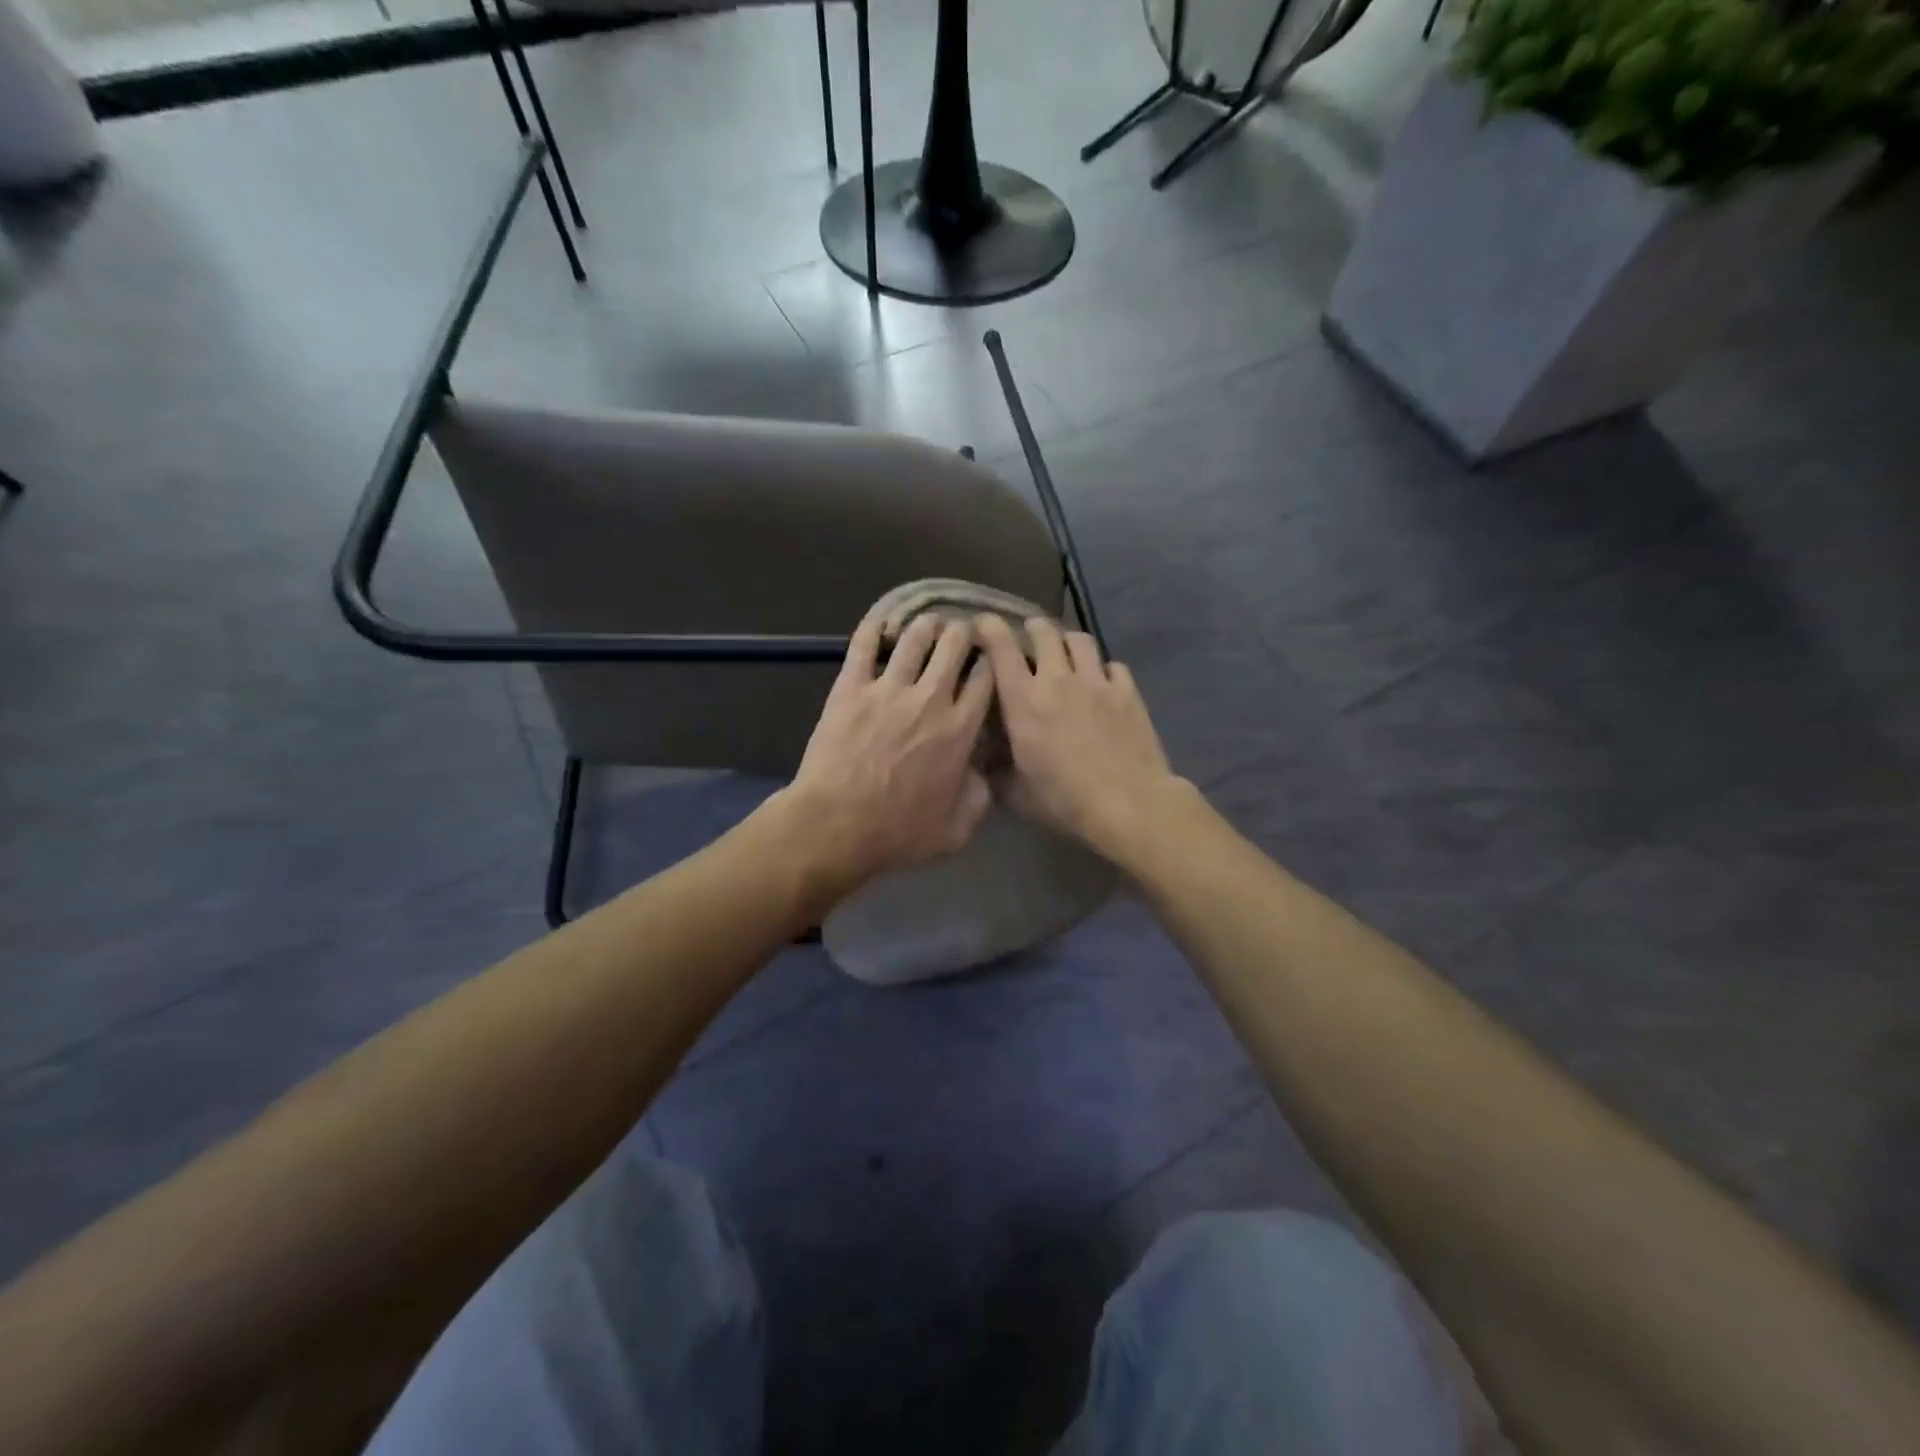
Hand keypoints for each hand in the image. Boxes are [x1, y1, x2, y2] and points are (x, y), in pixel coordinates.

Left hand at [782, 613, 994, 893]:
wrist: (836, 826)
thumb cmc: (898, 833)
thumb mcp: (956, 831)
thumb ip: (979, 797)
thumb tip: (983, 773)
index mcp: (960, 729)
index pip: (986, 677)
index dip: (991, 662)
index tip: (989, 660)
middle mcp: (930, 699)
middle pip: (955, 645)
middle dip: (962, 634)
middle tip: (960, 636)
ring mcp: (888, 689)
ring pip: (915, 637)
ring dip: (926, 626)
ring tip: (927, 625)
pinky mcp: (851, 688)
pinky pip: (864, 645)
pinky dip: (875, 628)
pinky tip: (882, 623)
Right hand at [975, 615, 1184, 861]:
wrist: (1128, 804)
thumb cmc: (1065, 801)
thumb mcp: (1017, 794)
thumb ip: (997, 772)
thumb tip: (984, 763)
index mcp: (1024, 701)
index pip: (1001, 648)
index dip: (989, 627)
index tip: (982, 623)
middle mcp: (1058, 680)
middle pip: (1044, 632)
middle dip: (1033, 629)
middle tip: (1029, 638)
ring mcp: (1096, 682)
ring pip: (1080, 640)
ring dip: (1068, 642)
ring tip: (1066, 653)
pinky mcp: (1128, 692)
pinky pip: (1113, 666)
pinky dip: (1103, 669)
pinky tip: (1102, 683)